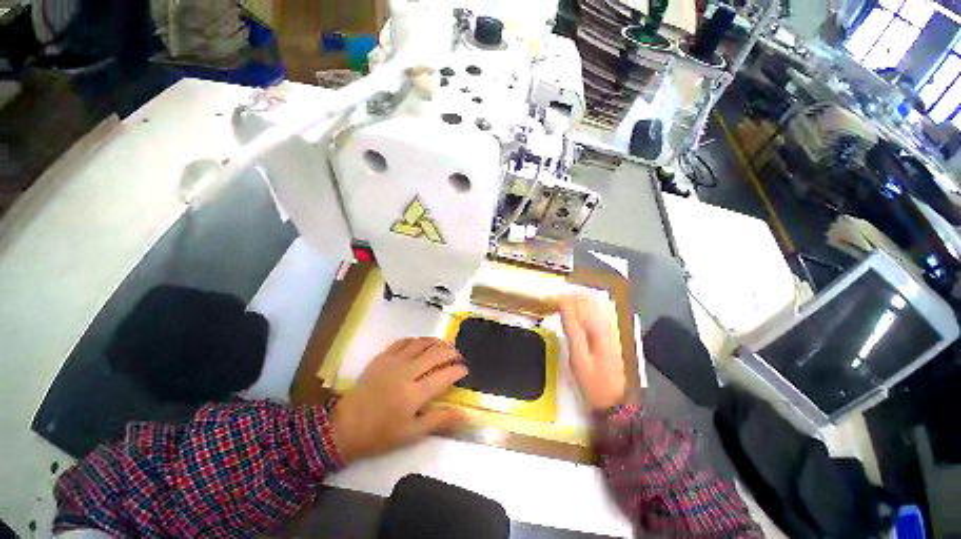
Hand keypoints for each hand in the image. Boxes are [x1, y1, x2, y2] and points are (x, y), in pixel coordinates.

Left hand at [331, 338, 468, 461]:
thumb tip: (467, 415)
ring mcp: (394, 361)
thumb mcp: (412, 433)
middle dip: (451, 352)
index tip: (465, 370)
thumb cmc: (381, 433)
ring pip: (422, 343)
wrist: (346, 425)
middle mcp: (407, 372)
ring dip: (437, 342)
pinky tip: (421, 345)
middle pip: (436, 354)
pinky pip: (404, 341)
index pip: (444, 375)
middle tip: (458, 356)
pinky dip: (417, 340)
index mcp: (414, 394)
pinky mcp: (383, 356)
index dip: (458, 370)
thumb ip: (441, 420)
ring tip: (444, 346)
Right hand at [558, 293, 626, 410]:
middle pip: (590, 304)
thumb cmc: (592, 381)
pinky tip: (586, 306)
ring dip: (583, 300)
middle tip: (560, 294)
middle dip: (574, 297)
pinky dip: (591, 308)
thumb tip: (564, 309)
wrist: (614, 401)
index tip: (554, 295)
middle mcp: (607, 327)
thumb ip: (572, 330)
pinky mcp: (613, 338)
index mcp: (597, 330)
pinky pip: (602, 315)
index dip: (566, 299)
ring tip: (569, 296)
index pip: (580, 306)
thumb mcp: (578, 357)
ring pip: (597, 308)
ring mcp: (612, 332)